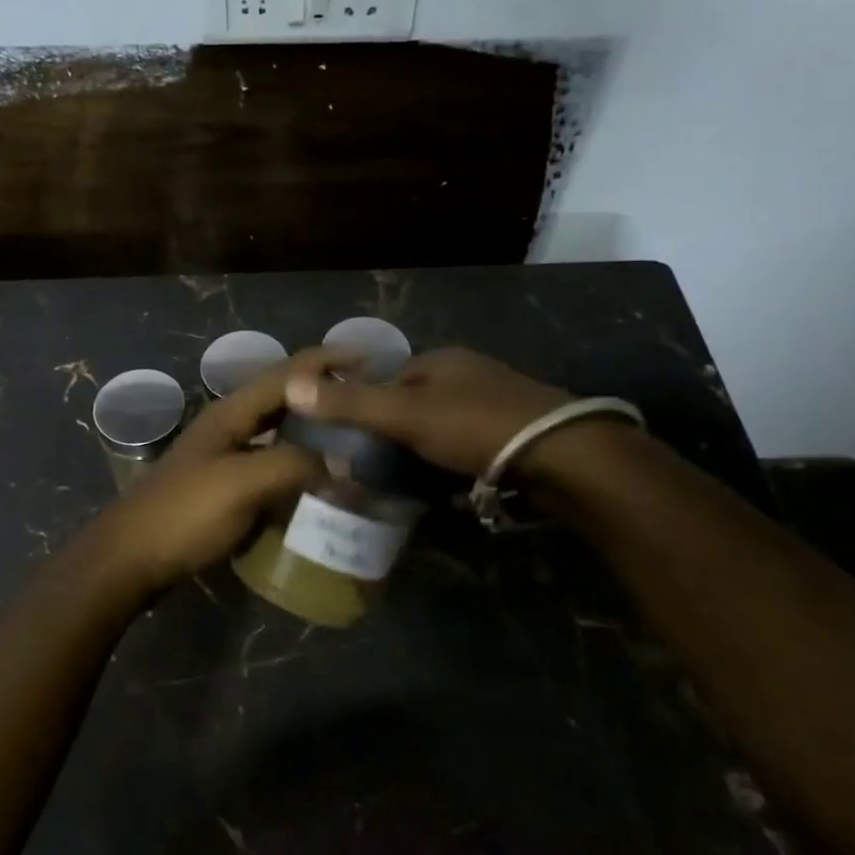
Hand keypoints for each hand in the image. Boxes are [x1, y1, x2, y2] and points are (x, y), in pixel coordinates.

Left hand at [74, 347, 353, 598]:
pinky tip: (320, 481)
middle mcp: (229, 426)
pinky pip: (272, 464)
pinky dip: (300, 465)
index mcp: (231, 413)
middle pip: (284, 398)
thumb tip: (346, 464)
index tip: (372, 359)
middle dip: (325, 394)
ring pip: (279, 432)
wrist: (131, 558)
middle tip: (368, 402)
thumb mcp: (243, 483)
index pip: (287, 373)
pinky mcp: (225, 487)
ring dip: (314, 431)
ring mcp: (225, 457)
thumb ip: (295, 465)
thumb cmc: (186, 513)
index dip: (327, 360)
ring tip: (353, 438)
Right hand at [284, 346, 573, 478]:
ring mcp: (498, 407)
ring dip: (427, 456)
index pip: (391, 378)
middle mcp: (471, 377)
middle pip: (418, 405)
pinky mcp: (518, 439)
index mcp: (443, 362)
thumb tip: (291, 386)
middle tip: (377, 470)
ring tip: (408, 487)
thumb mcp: (405, 415)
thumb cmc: (476, 426)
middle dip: (398, 435)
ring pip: (445, 431)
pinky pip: (472, 452)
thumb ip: (350, 404)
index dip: (367, 405)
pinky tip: (450, 493)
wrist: (563, 457)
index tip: (351, 439)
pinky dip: (457, 470)